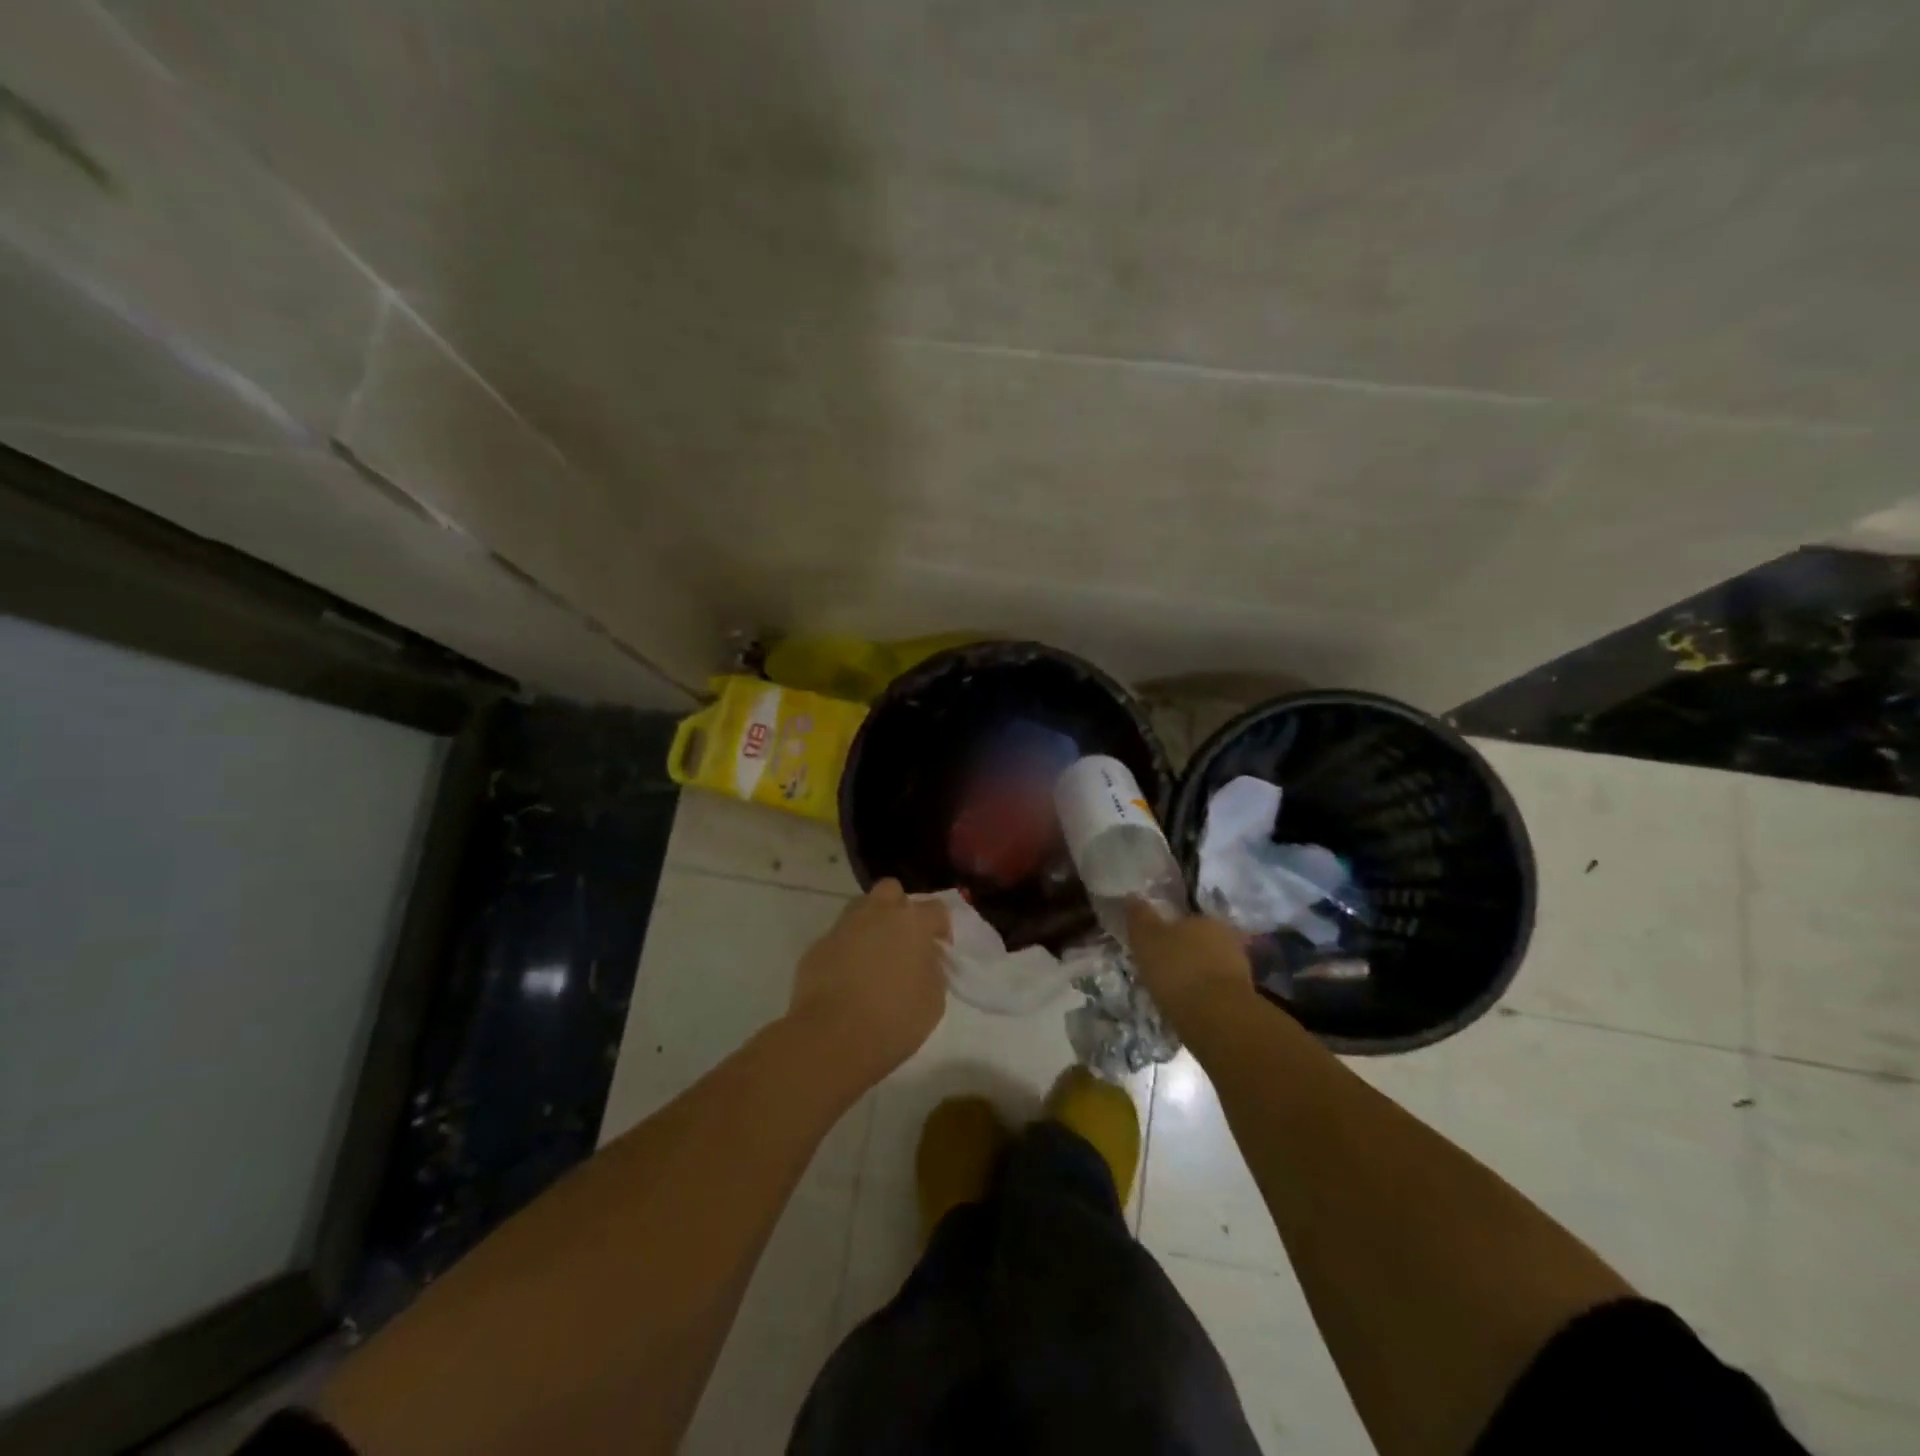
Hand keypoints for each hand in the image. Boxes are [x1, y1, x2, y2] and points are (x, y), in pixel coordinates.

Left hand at [788, 879, 949, 1082]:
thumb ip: (934, 969)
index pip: (936, 909)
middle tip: (903, 939)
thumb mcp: (934, 1000)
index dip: (941, 927)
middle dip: (899, 908)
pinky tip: (848, 977)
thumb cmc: (895, 1019)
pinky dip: (846, 949)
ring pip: (860, 908)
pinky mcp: (818, 946)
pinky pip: (839, 938)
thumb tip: (926, 957)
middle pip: (891, 891)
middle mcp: (877, 913)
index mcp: (912, 922)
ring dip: (871, 924)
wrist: (833, 1037)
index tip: (940, 949)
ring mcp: (843, 927)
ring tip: (875, 956)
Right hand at [1125, 899, 1254, 1020]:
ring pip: (1210, 966)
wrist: (1216, 1017)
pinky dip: (1203, 994)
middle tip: (1162, 968)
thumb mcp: (1147, 938)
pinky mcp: (1243, 997)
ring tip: (1173, 991)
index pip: (1184, 919)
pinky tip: (1188, 1006)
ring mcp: (1239, 968)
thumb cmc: (1178, 969)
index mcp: (1206, 918)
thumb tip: (1132, 896)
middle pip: (1200, 942)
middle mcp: (1227, 937)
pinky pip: (1216, 989)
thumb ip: (1139, 916)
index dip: (1168, 931)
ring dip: (1195, 975)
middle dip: (1184, 953)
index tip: (1154, 946)